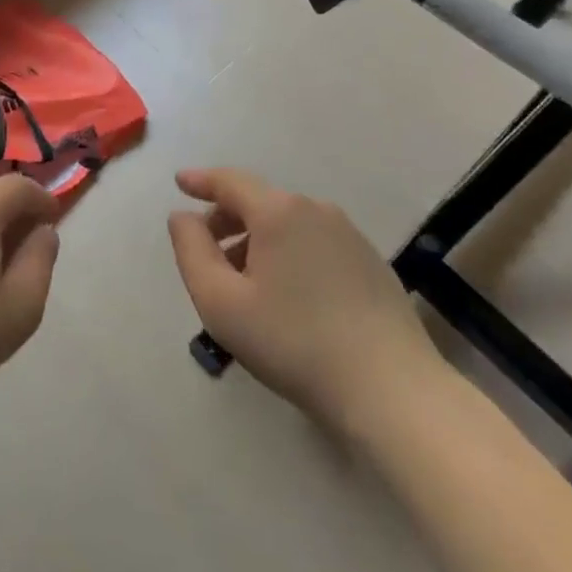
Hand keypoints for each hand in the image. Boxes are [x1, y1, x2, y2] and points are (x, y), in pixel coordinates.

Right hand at [167, 167, 445, 430]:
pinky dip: (289, 254)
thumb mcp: (220, 302)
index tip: (180, 183)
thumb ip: (191, 251)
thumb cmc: (293, 343)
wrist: (391, 391)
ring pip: (288, 224)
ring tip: (245, 284)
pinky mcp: (371, 262)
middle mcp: (315, 210)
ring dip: (258, 241)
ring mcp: (349, 235)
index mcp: (278, 212)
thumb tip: (182, 217)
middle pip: (259, 202)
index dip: (201, 181)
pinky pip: (314, 243)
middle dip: (227, 219)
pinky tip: (288, 296)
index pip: (230, 181)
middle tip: (206, 253)